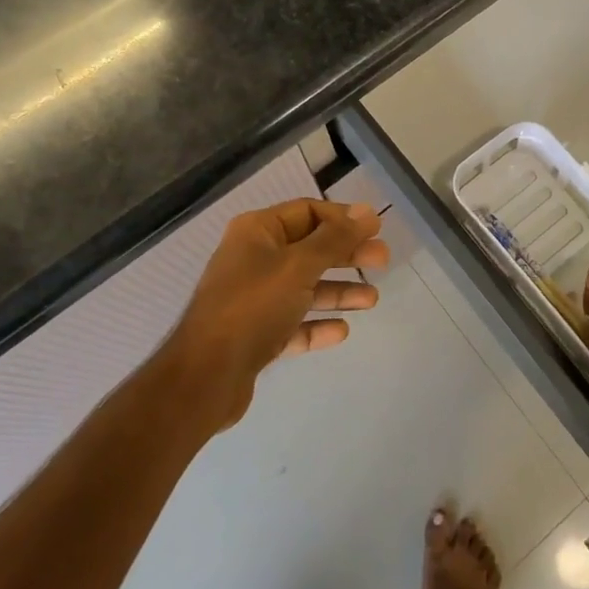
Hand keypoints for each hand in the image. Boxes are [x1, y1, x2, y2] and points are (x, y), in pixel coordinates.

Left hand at [168, 199, 388, 425]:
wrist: (204, 377)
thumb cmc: (253, 307)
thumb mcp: (299, 266)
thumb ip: (335, 239)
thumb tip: (368, 211)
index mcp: (257, 232)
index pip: (308, 211)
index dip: (342, 219)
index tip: (376, 230)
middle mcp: (253, 259)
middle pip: (309, 249)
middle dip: (346, 255)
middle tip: (383, 262)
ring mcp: (253, 299)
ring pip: (304, 288)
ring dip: (338, 291)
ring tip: (371, 300)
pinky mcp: (255, 335)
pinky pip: (293, 323)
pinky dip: (316, 324)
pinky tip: (341, 331)